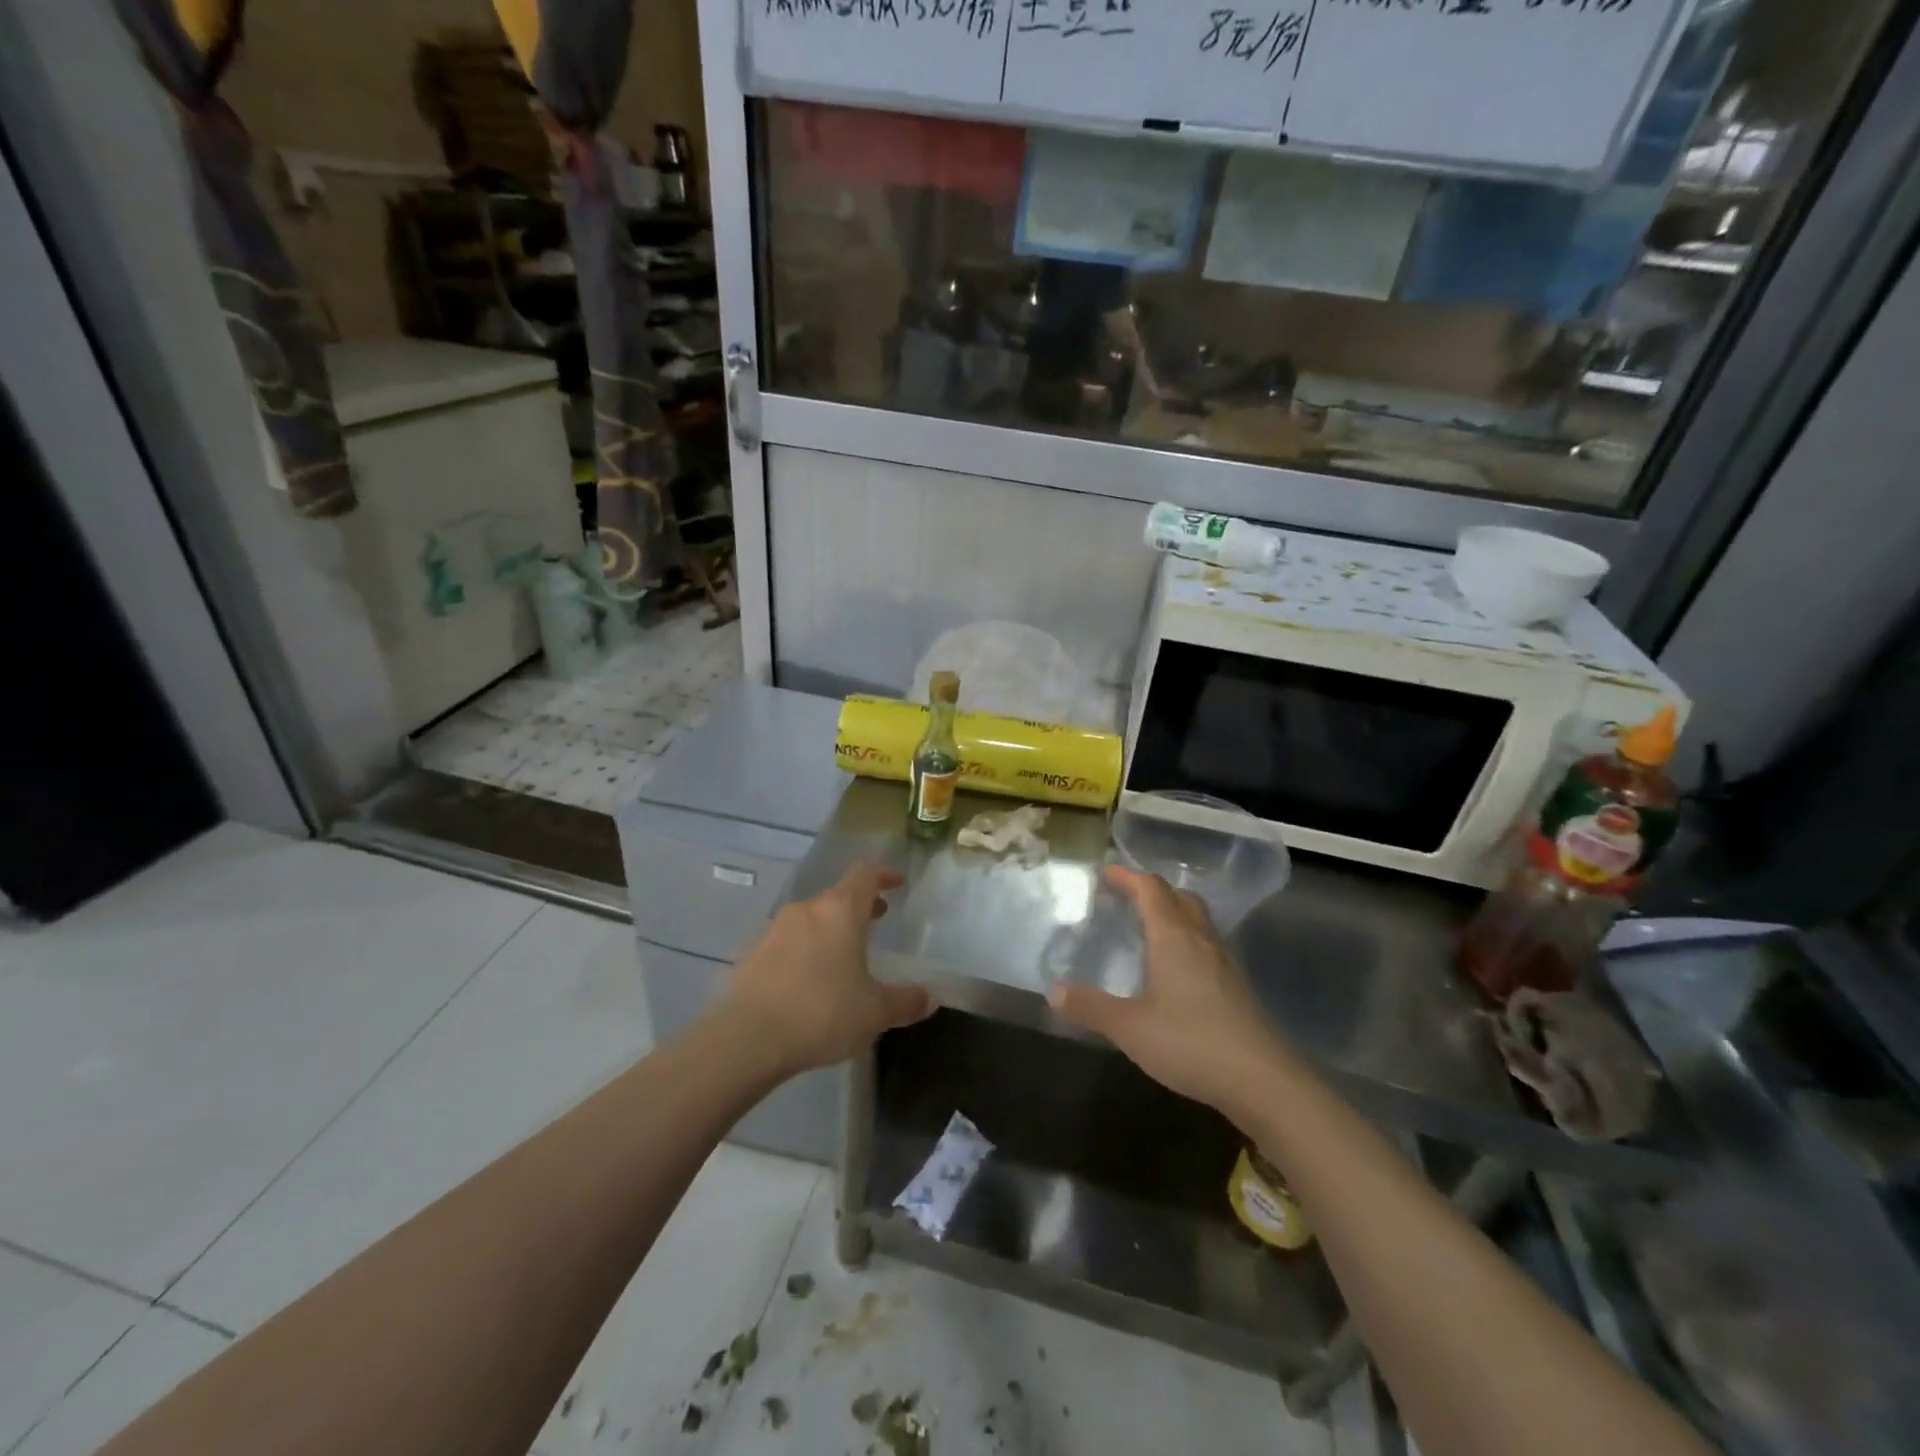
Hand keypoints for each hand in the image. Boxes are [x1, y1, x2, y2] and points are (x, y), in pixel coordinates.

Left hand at [720, 863, 934, 1075]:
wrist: (748, 1039)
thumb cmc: (822, 1013)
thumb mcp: (874, 1012)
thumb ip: (905, 1001)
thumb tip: (929, 998)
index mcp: (840, 911)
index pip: (865, 875)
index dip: (883, 875)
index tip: (897, 882)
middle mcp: (807, 909)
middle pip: (837, 895)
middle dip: (859, 905)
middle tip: (877, 919)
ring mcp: (775, 929)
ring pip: (810, 917)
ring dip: (830, 927)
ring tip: (844, 953)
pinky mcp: (752, 952)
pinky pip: (787, 941)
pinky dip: (804, 949)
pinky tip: (809, 978)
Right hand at [1050, 866, 1285, 1118]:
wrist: (1263, 1081)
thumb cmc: (1191, 1043)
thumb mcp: (1129, 1027)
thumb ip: (1091, 1007)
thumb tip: (1054, 990)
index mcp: (1173, 937)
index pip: (1150, 889)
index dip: (1126, 876)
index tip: (1104, 873)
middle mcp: (1200, 939)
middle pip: (1178, 897)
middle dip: (1150, 889)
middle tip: (1124, 896)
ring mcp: (1223, 962)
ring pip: (1196, 919)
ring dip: (1171, 912)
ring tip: (1146, 926)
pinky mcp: (1235, 986)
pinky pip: (1205, 943)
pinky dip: (1185, 938)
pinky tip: (1174, 968)